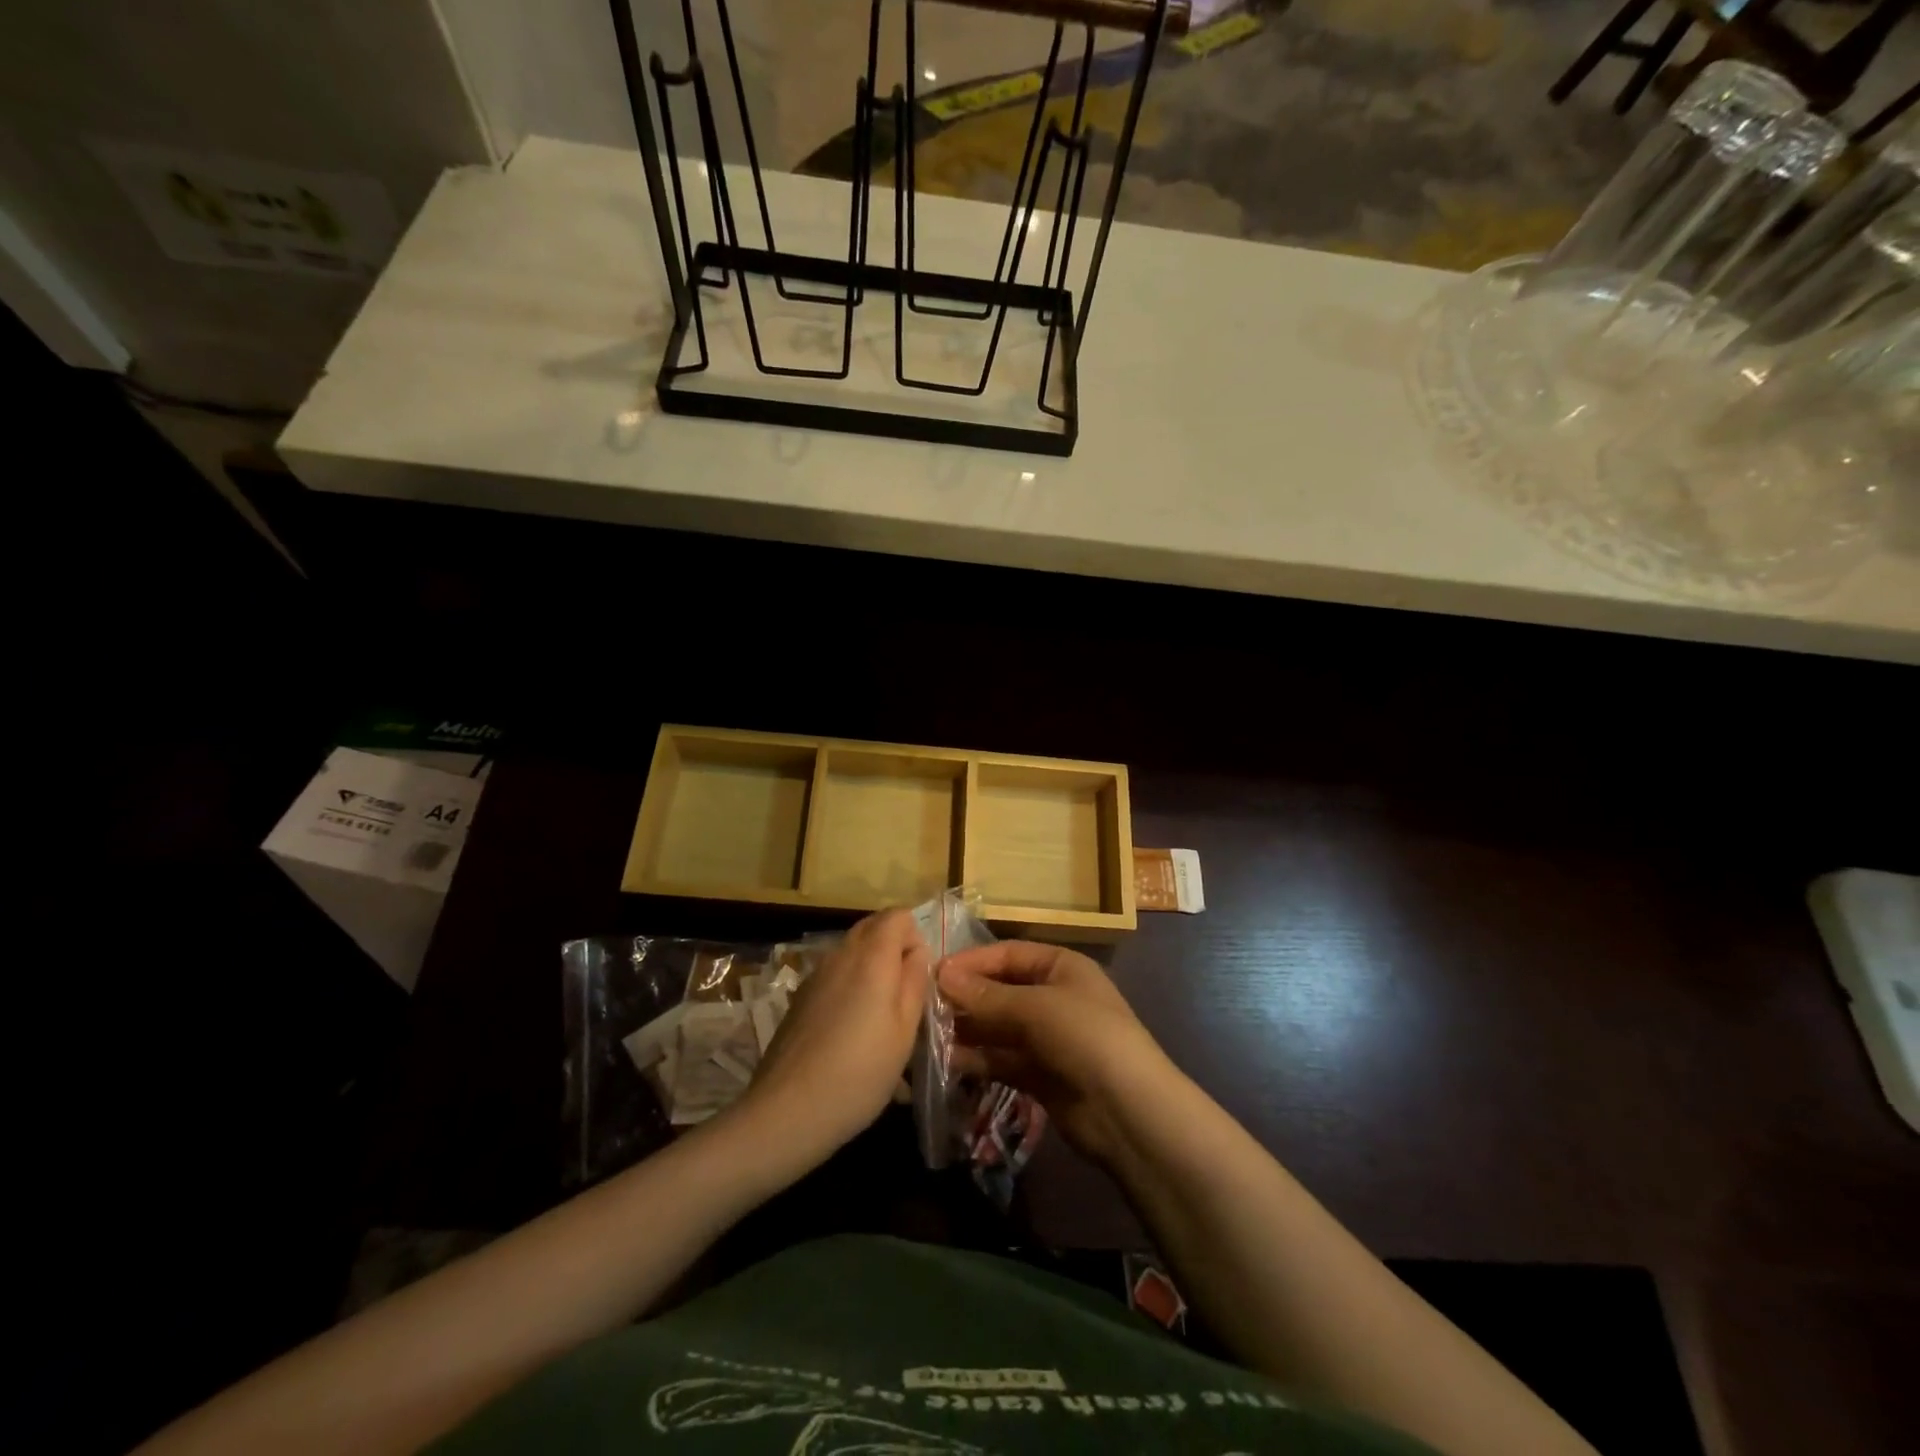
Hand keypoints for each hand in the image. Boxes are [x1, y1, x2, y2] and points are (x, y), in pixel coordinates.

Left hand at [737, 909, 928, 1167]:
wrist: (787, 1111)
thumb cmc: (860, 1071)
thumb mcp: (904, 1030)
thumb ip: (915, 981)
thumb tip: (916, 952)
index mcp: (871, 956)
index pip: (898, 915)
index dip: (915, 936)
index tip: (920, 976)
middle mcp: (840, 954)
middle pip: (873, 928)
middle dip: (894, 950)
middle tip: (906, 995)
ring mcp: (814, 975)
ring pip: (852, 953)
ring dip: (872, 971)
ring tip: (881, 1021)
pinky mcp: (799, 999)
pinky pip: (834, 977)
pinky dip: (850, 990)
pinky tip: (853, 1037)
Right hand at [938, 942, 1174, 1167]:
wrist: (1129, 1112)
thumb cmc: (1087, 1037)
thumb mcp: (1037, 1007)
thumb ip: (987, 995)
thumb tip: (941, 975)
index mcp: (1061, 967)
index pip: (1008, 954)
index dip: (972, 961)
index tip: (934, 973)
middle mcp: (1053, 997)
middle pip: (1000, 990)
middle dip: (966, 998)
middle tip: (925, 1007)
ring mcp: (1047, 1038)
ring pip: (997, 1027)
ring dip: (967, 1030)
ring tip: (929, 1035)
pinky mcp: (1039, 1075)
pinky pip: (1001, 1059)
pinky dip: (978, 1059)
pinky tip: (948, 1062)